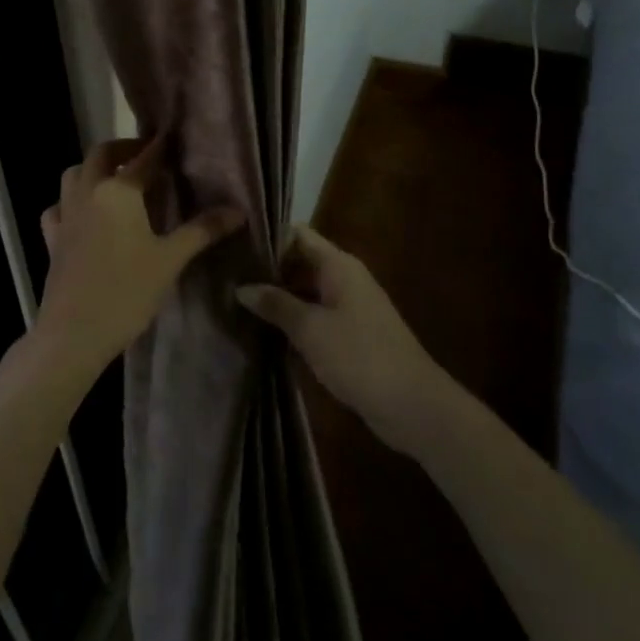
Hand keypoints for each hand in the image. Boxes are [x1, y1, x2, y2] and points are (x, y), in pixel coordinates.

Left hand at [37, 137, 243, 377]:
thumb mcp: (170, 260)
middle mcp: (88, 192)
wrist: (74, 333)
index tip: (173, 137)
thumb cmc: (127, 292)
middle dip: (123, 149)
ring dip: (94, 168)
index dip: (160, 146)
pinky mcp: (52, 238)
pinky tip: (83, 214)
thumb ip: (202, 230)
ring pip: (74, 174)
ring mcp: (66, 214)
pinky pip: (58, 206)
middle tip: (145, 155)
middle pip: (101, 154)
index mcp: (118, 191)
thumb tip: (238, 211)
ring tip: (116, 179)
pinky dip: (71, 201)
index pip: (144, 158)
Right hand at [236, 226, 446, 450]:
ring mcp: (349, 307)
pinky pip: (315, 316)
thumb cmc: (360, 356)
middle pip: (300, 262)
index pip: (298, 235)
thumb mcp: (310, 329)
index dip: (267, 236)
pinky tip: (264, 332)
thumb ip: (276, 304)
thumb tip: (242, 287)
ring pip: (306, 291)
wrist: (413, 405)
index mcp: (338, 265)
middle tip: (227, 277)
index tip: (233, 244)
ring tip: (236, 303)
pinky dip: (293, 320)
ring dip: (278, 298)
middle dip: (267, 270)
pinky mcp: (351, 334)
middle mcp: (344, 278)